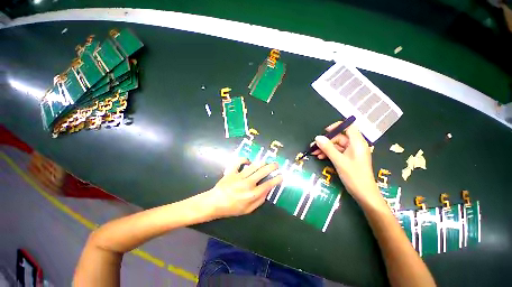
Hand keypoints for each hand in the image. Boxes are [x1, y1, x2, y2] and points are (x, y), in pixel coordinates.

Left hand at [205, 158, 282, 218]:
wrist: (215, 203)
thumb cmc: (232, 208)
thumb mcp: (248, 210)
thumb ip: (259, 201)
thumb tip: (267, 191)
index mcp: (252, 194)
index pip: (268, 185)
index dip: (276, 180)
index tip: (281, 176)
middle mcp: (247, 184)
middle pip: (262, 172)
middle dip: (271, 167)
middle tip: (276, 164)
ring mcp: (239, 176)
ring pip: (253, 166)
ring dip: (262, 162)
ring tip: (266, 161)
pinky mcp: (232, 172)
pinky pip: (238, 162)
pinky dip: (244, 159)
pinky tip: (248, 160)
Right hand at [312, 121, 380, 203]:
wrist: (364, 194)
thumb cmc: (354, 176)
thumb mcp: (339, 161)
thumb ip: (328, 148)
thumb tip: (317, 137)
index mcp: (357, 143)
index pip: (349, 127)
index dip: (337, 127)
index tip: (325, 131)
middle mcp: (356, 145)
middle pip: (339, 137)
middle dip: (326, 141)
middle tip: (314, 146)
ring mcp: (352, 153)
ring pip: (337, 146)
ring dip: (325, 148)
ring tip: (314, 153)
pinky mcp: (349, 159)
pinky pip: (338, 152)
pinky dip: (329, 153)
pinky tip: (320, 157)